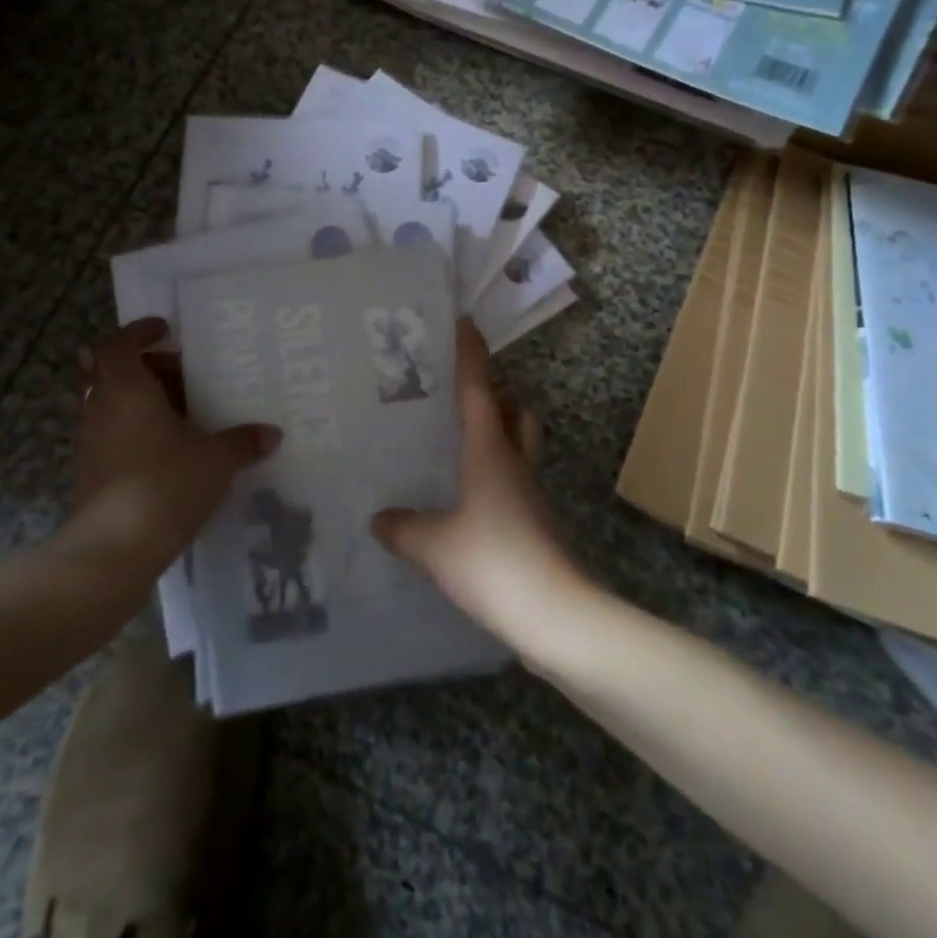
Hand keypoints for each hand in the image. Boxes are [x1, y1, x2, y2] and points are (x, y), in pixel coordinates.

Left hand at [60, 319, 280, 578]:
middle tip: (185, 373)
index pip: (119, 345)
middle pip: (116, 372)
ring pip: (114, 404)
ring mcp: (92, 442)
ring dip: (144, 399)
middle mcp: (102, 408)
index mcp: (127, 389)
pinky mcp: (92, 472)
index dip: (139, 332)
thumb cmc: (163, 486)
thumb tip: (271, 433)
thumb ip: (243, 442)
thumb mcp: (215, 460)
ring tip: (184, 410)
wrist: (111, 552)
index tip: (166, 330)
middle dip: (149, 367)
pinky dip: (138, 428)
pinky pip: (115, 433)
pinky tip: (172, 448)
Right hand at [371, 320, 595, 651]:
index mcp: (490, 450)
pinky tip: (465, 494)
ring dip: (495, 429)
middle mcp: (514, 460)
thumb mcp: (434, 546)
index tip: (463, 322)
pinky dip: (492, 470)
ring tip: (456, 437)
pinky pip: (511, 477)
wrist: (558, 615)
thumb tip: (378, 518)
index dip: (470, 354)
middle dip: (492, 390)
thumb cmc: (494, 562)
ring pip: (516, 442)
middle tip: (457, 387)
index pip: (479, 388)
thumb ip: (403, 527)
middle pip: (512, 409)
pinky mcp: (534, 521)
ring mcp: (529, 491)